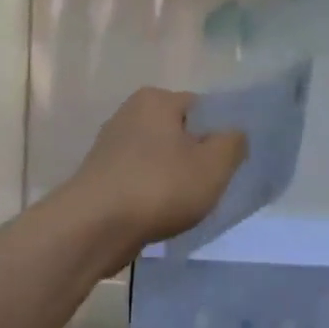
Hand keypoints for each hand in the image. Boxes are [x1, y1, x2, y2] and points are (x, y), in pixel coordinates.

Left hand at [63, 88, 246, 265]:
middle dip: (197, 157)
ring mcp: (110, 146)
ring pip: (160, 158)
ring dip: (175, 179)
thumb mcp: (214, 164)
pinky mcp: (101, 176)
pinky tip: (161, 215)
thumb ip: (233, 143)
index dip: (220, 135)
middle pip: (180, 133)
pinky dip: (153, 193)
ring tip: (186, 206)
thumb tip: (233, 134)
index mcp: (156, 100)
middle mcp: (129, 114)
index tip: (228, 164)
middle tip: (212, 186)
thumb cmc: (159, 187)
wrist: (94, 227)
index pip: (202, 108)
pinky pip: (140, 179)